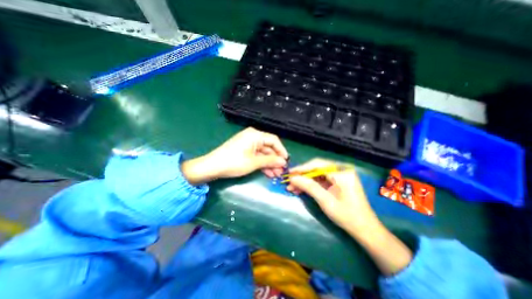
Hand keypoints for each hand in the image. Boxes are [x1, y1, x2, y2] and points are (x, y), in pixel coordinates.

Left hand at [180, 127, 286, 184]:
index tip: (286, 161)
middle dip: (275, 160)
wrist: (212, 167)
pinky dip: (262, 164)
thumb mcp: (254, 162)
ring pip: (263, 153)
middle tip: (281, 171)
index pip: (274, 140)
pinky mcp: (244, 151)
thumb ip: (270, 160)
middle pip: (269, 147)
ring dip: (270, 164)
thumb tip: (284, 162)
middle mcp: (253, 137)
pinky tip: (268, 173)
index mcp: (255, 135)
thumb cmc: (234, 162)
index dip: (281, 151)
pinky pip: (257, 156)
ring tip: (276, 175)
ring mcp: (248, 144)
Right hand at [288, 159, 377, 233]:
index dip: (302, 168)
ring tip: (292, 188)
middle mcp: (341, 170)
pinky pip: (321, 180)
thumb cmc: (347, 215)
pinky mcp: (337, 182)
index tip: (289, 172)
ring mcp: (339, 176)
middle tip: (289, 181)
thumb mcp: (325, 201)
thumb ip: (309, 187)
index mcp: (341, 172)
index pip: (317, 165)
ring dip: (304, 181)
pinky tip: (301, 189)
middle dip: (302, 175)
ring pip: (317, 174)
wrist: (365, 229)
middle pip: (316, 168)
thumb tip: (293, 178)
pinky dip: (311, 185)